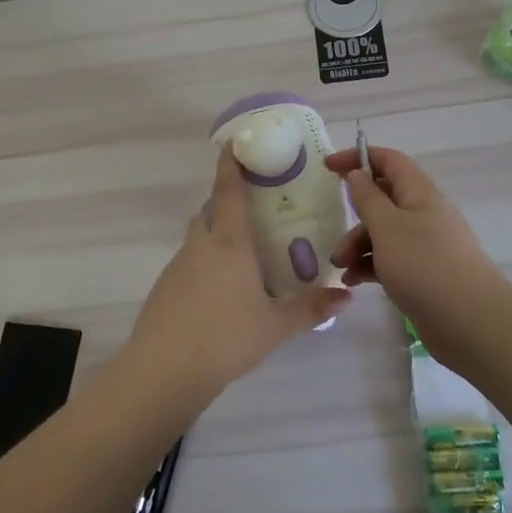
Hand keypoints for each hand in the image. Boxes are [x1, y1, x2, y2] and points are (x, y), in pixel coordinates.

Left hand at [122, 146, 351, 401]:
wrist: (164, 369)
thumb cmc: (226, 337)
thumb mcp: (275, 325)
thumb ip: (310, 308)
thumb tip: (347, 296)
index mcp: (229, 242)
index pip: (229, 190)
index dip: (232, 164)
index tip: (236, 144)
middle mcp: (201, 244)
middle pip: (211, 210)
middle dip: (229, 203)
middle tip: (256, 211)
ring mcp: (178, 265)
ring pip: (199, 236)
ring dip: (217, 234)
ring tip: (245, 255)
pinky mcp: (165, 287)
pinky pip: (189, 261)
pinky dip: (206, 262)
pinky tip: (221, 290)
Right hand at [324, 146, 502, 357]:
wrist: (471, 322)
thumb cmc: (425, 266)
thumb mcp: (387, 227)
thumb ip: (368, 198)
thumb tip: (358, 173)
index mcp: (420, 193)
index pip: (389, 161)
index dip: (359, 157)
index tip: (328, 166)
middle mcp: (424, 213)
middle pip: (383, 199)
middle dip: (354, 213)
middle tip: (332, 230)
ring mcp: (426, 245)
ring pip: (384, 232)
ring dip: (358, 245)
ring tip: (341, 268)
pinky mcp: (424, 273)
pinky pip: (390, 259)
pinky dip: (370, 266)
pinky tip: (353, 282)